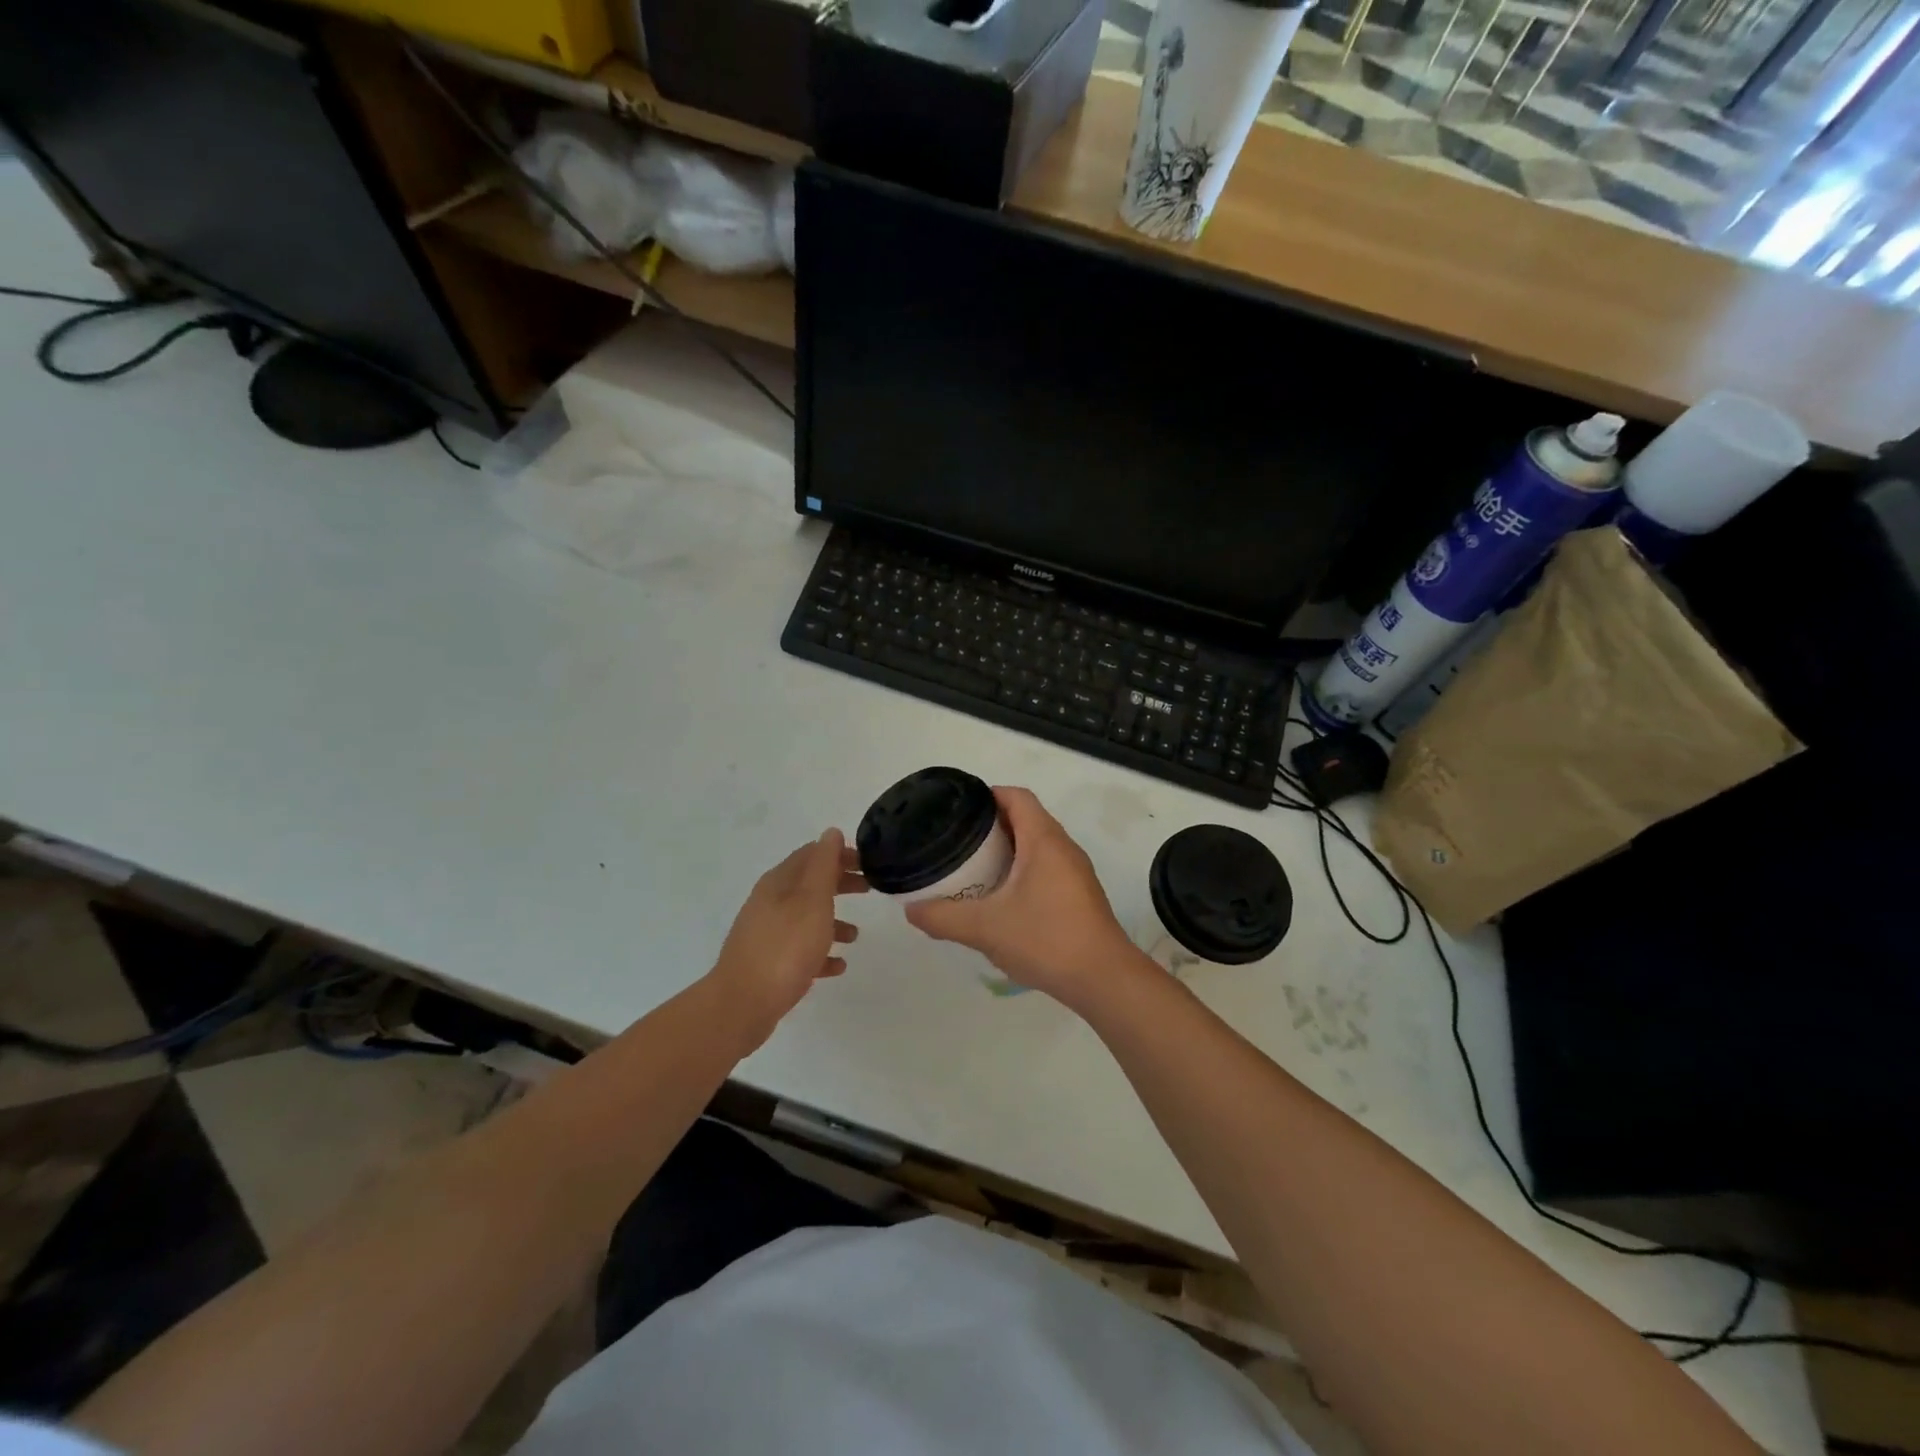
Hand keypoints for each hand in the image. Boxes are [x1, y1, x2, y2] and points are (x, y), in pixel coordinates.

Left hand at [710, 829, 865, 1049]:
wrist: (743, 1004)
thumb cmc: (785, 947)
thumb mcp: (812, 899)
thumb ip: (824, 865)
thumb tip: (831, 832)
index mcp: (779, 882)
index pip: (812, 854)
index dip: (840, 854)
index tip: (868, 862)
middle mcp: (770, 903)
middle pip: (810, 885)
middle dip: (840, 884)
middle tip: (870, 889)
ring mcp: (767, 934)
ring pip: (805, 918)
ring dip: (832, 921)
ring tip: (856, 936)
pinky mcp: (768, 963)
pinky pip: (800, 950)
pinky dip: (820, 951)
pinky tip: (838, 965)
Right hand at [905, 787, 1140, 1010]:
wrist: (1103, 979)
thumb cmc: (1046, 939)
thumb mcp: (985, 928)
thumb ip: (943, 917)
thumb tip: (911, 910)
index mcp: (1044, 840)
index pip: (1017, 797)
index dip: (988, 795)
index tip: (959, 809)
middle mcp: (1063, 847)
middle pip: (1026, 818)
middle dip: (992, 824)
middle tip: (957, 840)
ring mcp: (1075, 872)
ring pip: (1037, 845)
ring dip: (1007, 850)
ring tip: (973, 867)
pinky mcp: (1079, 896)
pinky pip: (1046, 868)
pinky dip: (1021, 871)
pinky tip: (1001, 898)